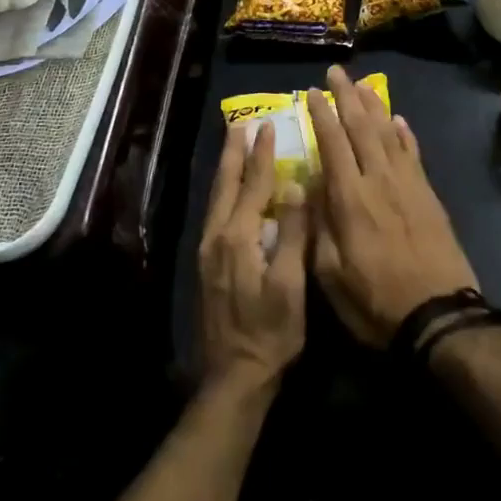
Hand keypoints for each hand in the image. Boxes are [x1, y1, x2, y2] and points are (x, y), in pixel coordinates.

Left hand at [198, 121, 307, 393]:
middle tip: (240, 124)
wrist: (234, 376)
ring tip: (233, 146)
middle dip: (234, 153)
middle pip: (226, 184)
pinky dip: (224, 191)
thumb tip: (293, 186)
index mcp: (238, 237)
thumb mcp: (289, 284)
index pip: (253, 185)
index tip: (268, 126)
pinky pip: (216, 212)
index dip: (262, 155)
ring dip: (227, 169)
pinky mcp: (207, 264)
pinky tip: (231, 192)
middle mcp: (216, 236)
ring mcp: (208, 251)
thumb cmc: (270, 332)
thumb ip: (290, 233)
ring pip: (217, 197)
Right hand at [306, 67, 478, 347]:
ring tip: (362, 86)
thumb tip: (310, 185)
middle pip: (361, 128)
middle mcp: (379, 181)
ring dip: (374, 106)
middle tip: (336, 71)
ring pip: (388, 134)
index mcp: (350, 199)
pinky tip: (398, 120)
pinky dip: (404, 133)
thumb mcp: (330, 275)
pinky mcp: (428, 196)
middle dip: (347, 97)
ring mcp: (408, 185)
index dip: (321, 115)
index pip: (332, 144)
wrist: (439, 317)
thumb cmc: (375, 302)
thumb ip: (317, 226)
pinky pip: (414, 154)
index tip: (313, 92)